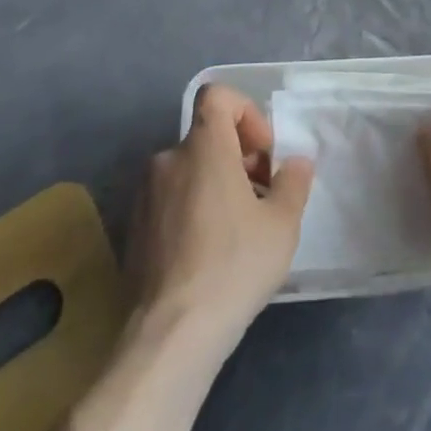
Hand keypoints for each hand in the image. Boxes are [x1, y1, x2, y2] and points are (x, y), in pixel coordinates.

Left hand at [125, 83, 313, 346]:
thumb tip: (297, 163)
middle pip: (206, 137)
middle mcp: (168, 159)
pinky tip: (208, 253)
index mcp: (203, 146)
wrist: (172, 335)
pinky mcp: (133, 230)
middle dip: (237, 156)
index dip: (245, 112)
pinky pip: (170, 200)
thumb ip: (293, 182)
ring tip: (237, 229)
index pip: (217, 95)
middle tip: (259, 195)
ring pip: (188, 170)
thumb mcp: (282, 224)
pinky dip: (192, 210)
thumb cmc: (233, 265)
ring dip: (215, 184)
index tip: (262, 153)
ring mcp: (145, 196)